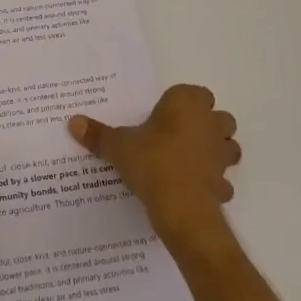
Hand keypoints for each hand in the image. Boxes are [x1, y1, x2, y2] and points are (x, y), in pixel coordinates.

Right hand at [68, 83, 239, 245]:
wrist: (181, 208)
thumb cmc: (151, 162)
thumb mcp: (118, 146)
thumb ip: (98, 134)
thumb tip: (73, 122)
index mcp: (187, 104)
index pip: (196, 92)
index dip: (182, 103)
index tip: (164, 115)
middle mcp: (210, 123)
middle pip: (218, 116)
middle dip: (205, 124)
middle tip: (177, 135)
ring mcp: (221, 154)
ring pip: (228, 145)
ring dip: (215, 150)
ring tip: (188, 160)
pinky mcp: (224, 182)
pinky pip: (222, 178)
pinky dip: (212, 182)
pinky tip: (193, 188)